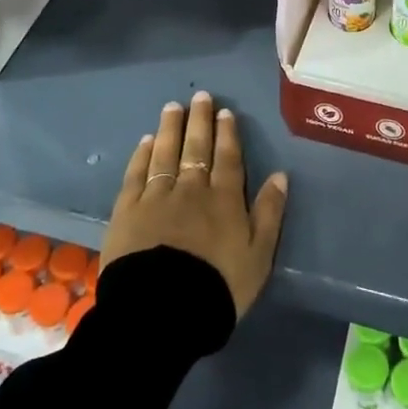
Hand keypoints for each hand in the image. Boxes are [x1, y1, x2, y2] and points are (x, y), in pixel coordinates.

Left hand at [101, 90, 289, 317]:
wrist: (163, 311)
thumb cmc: (218, 286)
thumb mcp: (259, 256)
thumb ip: (270, 213)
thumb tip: (280, 175)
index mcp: (225, 200)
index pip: (228, 158)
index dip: (228, 134)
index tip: (225, 112)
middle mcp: (192, 189)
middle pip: (196, 148)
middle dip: (200, 121)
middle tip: (200, 97)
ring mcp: (157, 197)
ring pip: (165, 154)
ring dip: (170, 129)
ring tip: (172, 107)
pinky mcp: (128, 211)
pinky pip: (137, 174)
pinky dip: (142, 156)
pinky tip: (145, 141)